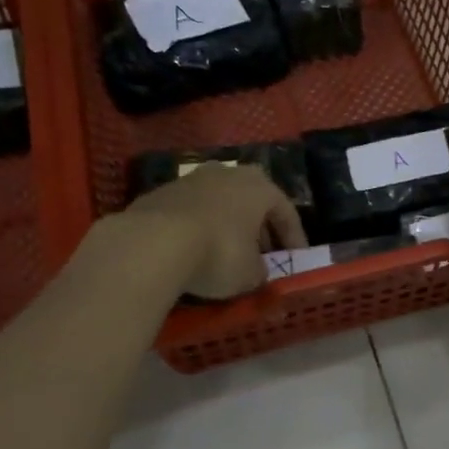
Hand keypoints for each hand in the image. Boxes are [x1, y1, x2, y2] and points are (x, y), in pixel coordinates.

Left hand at [122, 164, 307, 299]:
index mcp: (260, 187)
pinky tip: (195, 250)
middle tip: (264, 252)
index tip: (296, 259)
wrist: (152, 243)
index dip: (294, 238)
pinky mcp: (161, 192)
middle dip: (260, 226)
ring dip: (228, 224)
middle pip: (252, 200)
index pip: (286, 211)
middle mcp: (229, 174)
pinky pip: (191, 211)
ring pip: (220, 202)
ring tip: (228, 250)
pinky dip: (199, 227)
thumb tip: (256, 270)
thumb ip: (260, 270)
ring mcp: (191, 179)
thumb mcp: (250, 274)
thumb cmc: (219, 254)